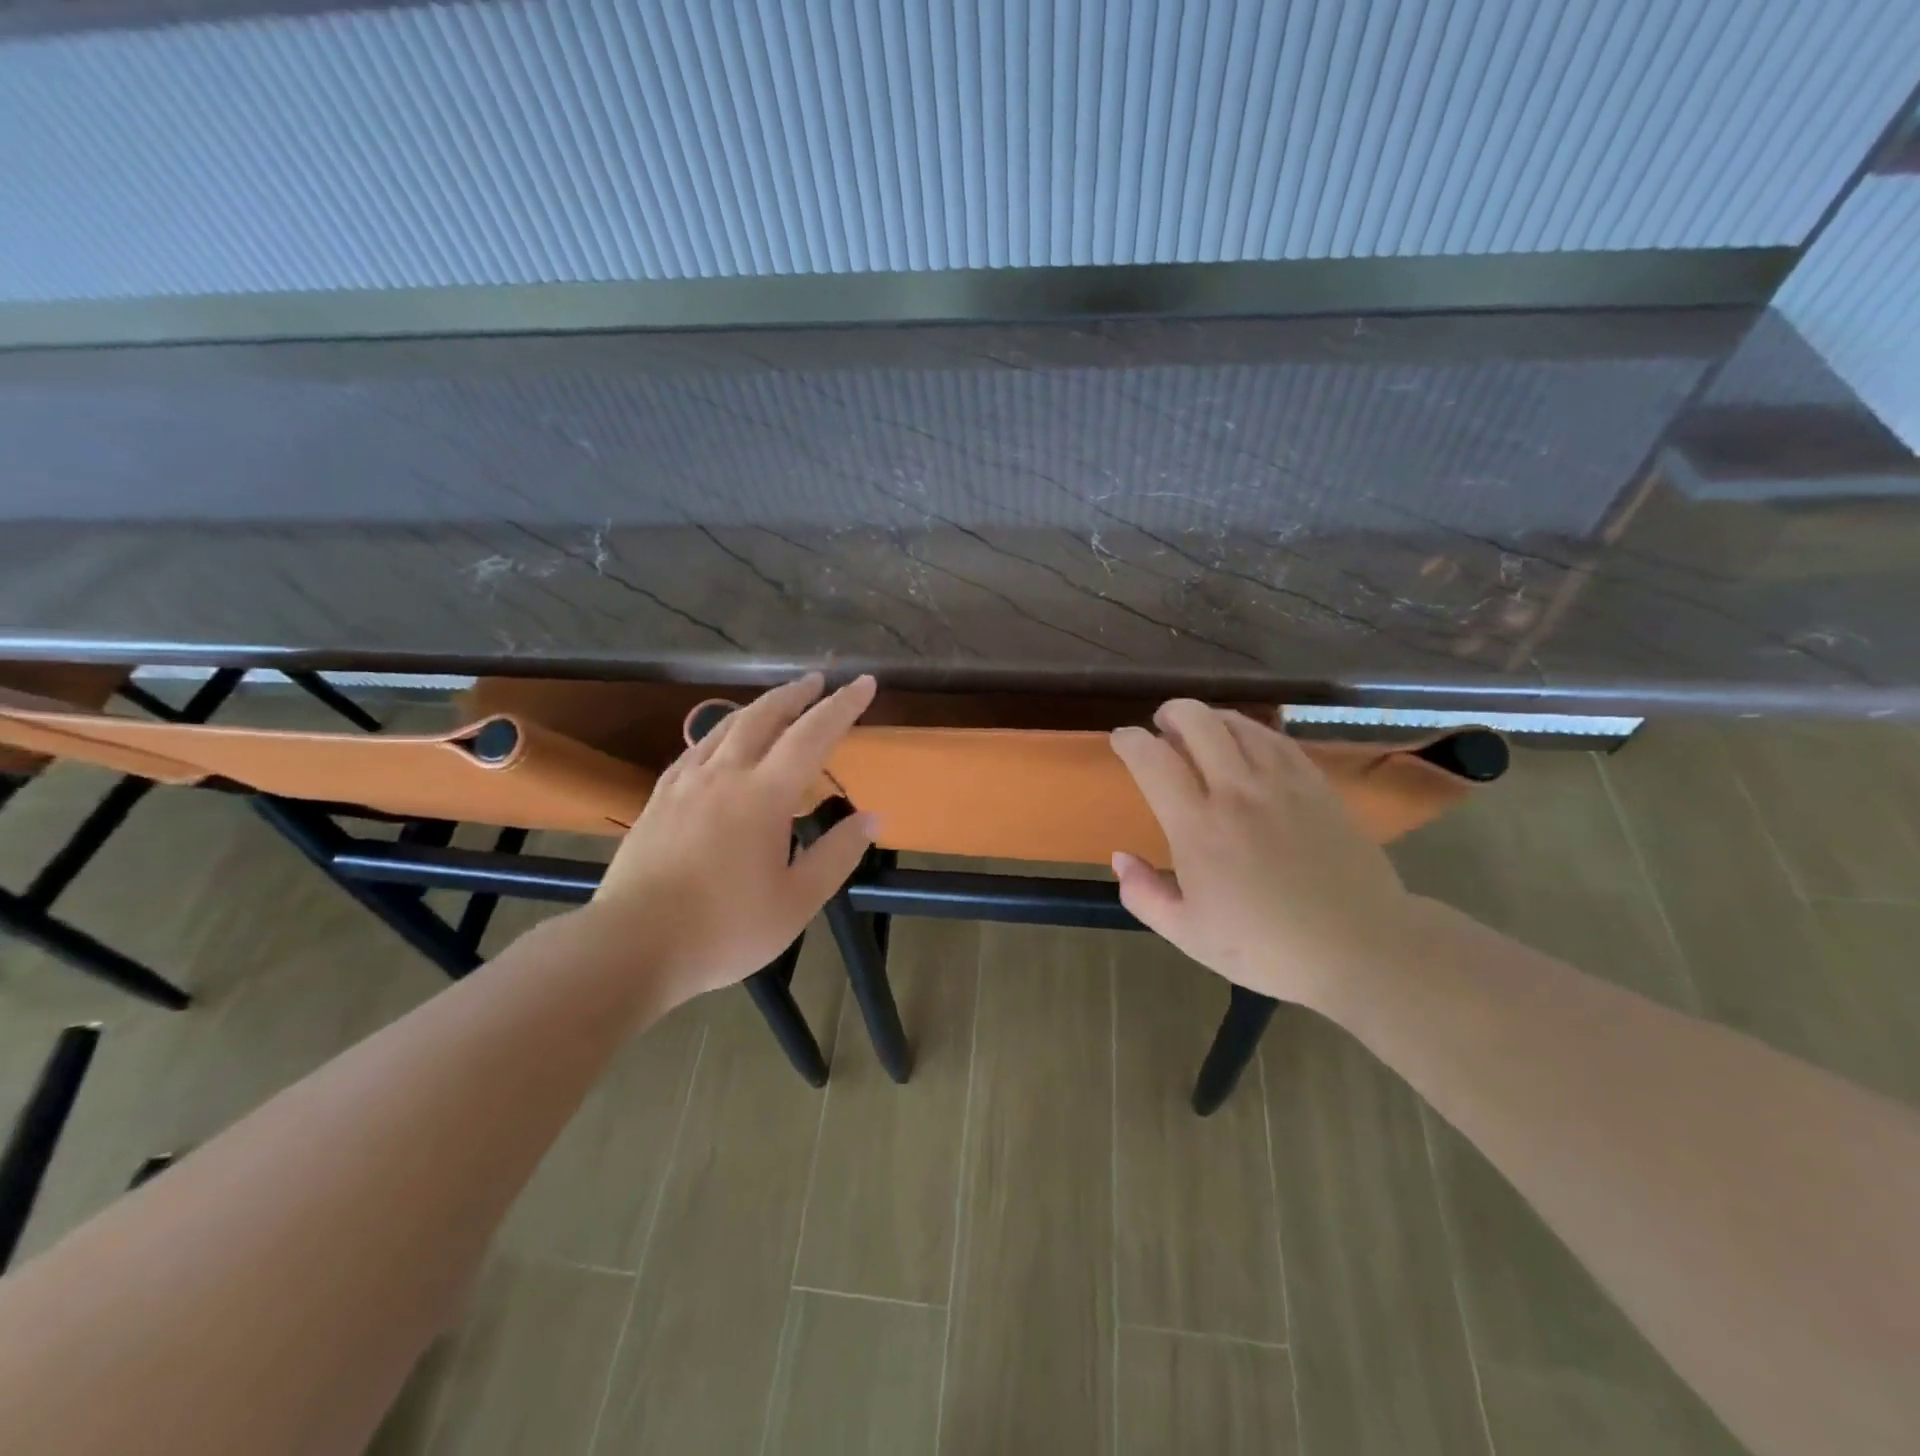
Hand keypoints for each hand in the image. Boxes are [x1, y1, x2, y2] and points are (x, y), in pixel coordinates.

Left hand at [584, 673, 878, 1003]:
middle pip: (763, 717)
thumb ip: (837, 855)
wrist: (631, 946)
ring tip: (776, 703)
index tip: (863, 682)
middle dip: (795, 694)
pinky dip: (719, 734)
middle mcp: (724, 776)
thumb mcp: (797, 902)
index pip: (812, 736)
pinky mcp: (658, 800)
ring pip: (724, 727)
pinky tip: (719, 743)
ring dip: (757, 708)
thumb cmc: (725, 929)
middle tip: (817, 681)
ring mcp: (685, 785)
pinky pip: (694, 750)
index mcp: (764, 796)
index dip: (841, 706)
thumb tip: (872, 817)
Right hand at [1109, 700, 1420, 1009]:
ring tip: (1202, 731)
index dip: (1130, 741)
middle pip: (1198, 722)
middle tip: (1163, 725)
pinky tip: (1248, 744)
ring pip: (1239, 723)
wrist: (1361, 947)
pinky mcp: (1317, 785)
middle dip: (1172, 712)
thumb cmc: (1267, 947)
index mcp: (1198, 827)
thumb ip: (1144, 894)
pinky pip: (1277, 739)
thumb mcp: (1189, 934)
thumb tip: (1120, 858)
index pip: (1153, 760)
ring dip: (1211, 718)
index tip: (1122, 740)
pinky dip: (1251, 731)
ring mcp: (1282, 783)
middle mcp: (1237, 792)